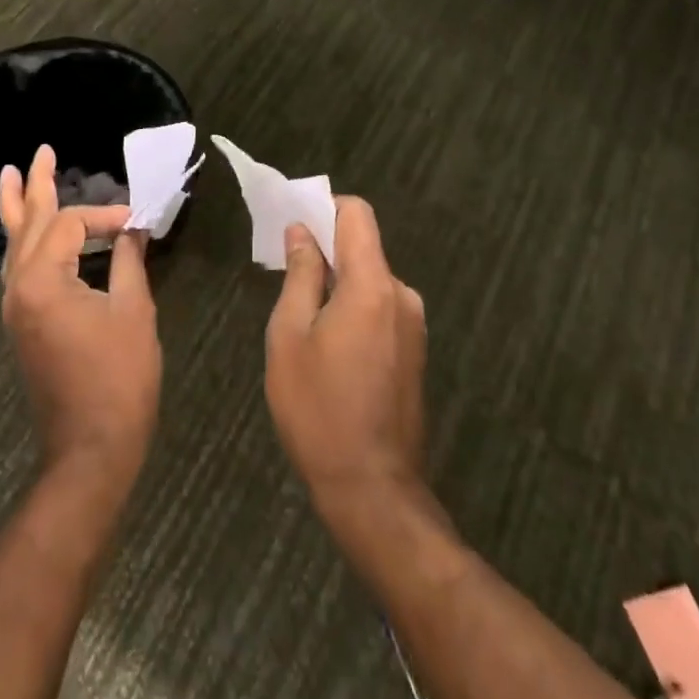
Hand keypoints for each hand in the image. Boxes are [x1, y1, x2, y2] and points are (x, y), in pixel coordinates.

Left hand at [0, 146, 161, 487]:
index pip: (69, 224)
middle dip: (34, 186)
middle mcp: (18, 289)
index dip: (104, 216)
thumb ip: (128, 262)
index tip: (136, 222)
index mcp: (43, 281)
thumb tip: (132, 230)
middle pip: (24, 224)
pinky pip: (17, 269)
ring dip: (16, 210)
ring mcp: (15, 308)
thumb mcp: (133, 312)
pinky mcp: (21, 325)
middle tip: (39, 152)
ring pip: (13, 246)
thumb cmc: (118, 379)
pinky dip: (23, 243)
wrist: (90, 449)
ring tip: (11, 178)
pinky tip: (28, 234)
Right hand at [264, 197, 427, 516]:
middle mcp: (402, 296)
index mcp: (373, 286)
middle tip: (284, 271)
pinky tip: (327, 343)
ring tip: (301, 315)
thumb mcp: (290, 336)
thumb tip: (302, 232)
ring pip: (370, 280)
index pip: (357, 215)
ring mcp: (413, 326)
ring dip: (338, 282)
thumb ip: (300, 276)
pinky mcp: (414, 352)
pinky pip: (380, 307)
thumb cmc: (318, 409)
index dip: (325, 207)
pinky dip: (353, 306)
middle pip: (364, 247)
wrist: (372, 491)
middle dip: (325, 248)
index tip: (293, 223)